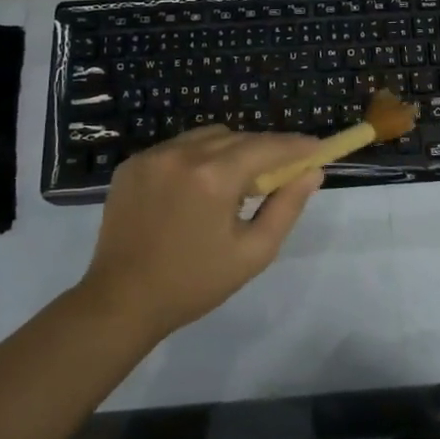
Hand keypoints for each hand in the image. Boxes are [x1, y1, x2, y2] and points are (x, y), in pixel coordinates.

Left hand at [80, 126, 323, 340]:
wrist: (121, 301)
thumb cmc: (194, 283)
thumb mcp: (253, 252)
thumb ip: (286, 207)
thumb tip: (312, 172)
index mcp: (214, 177)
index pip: (267, 146)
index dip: (296, 145)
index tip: (318, 148)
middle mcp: (182, 154)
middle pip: (238, 137)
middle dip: (264, 150)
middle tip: (280, 174)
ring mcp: (153, 155)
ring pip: (207, 137)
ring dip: (230, 150)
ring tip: (235, 184)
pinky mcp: (132, 164)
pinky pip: (178, 147)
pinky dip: (197, 157)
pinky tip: (198, 187)